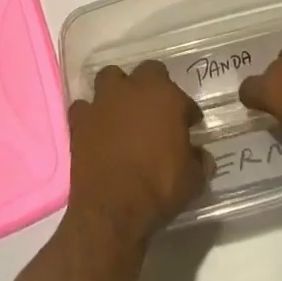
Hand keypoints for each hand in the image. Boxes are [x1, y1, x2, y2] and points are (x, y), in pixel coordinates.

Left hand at [65, 63, 206, 249]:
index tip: (189, 125)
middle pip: (147, 72)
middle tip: (157, 111)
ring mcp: (103, 101)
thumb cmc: (159, 188)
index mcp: (166, 97)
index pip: (182, 96)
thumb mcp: (193, 180)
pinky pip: (84, 107)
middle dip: (153, 86)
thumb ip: (199, 162)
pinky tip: (96, 128)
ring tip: (123, 110)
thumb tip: (201, 157)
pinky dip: (90, 114)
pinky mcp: (80, 119)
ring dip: (117, 90)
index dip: (186, 111)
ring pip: (110, 77)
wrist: (112, 208)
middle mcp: (134, 89)